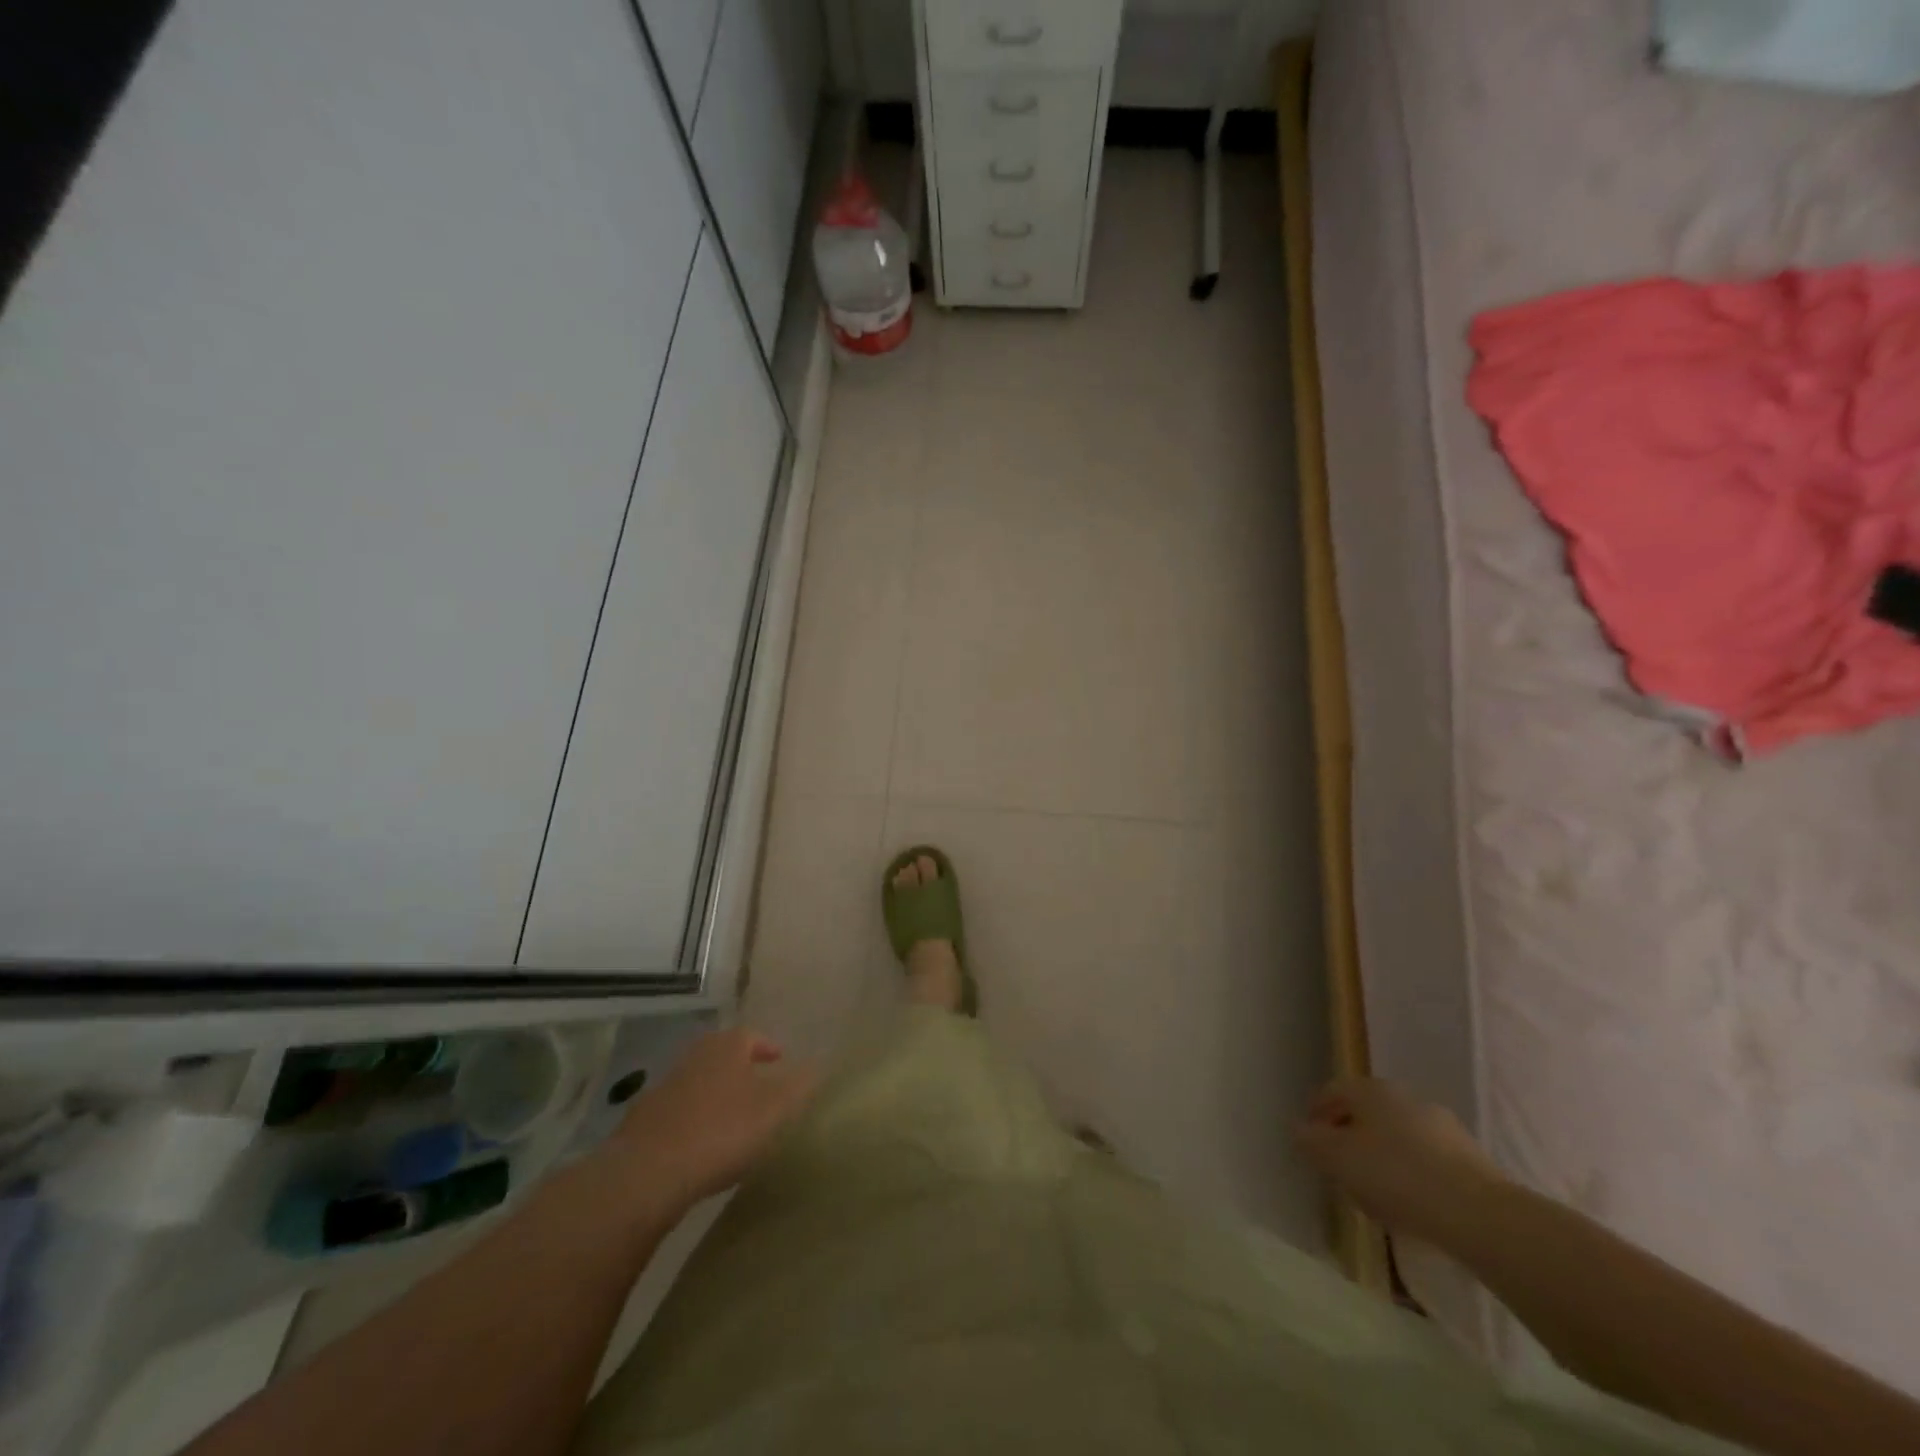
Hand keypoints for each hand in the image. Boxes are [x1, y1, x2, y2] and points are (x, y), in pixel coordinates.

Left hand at [606, 1027, 818, 1212]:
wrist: (646, 1173)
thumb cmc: (721, 1131)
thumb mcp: (775, 1109)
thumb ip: (800, 1086)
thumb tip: (820, 1064)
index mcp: (727, 1047)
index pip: (752, 1036)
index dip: (768, 1048)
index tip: (780, 1062)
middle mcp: (694, 1057)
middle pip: (722, 1055)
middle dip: (740, 1069)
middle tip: (758, 1088)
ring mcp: (663, 1088)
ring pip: (698, 1083)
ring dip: (715, 1096)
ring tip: (731, 1120)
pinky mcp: (642, 1122)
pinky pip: (677, 1114)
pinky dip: (691, 1122)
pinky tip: (699, 1147)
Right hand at [1293, 1078, 1507, 1246]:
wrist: (1480, 1215)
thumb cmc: (1396, 1176)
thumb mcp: (1337, 1159)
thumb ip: (1310, 1142)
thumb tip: (1299, 1130)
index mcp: (1371, 1089)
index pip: (1332, 1091)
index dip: (1315, 1114)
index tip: (1309, 1144)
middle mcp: (1406, 1097)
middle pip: (1366, 1112)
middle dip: (1350, 1136)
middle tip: (1339, 1168)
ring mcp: (1442, 1126)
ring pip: (1398, 1136)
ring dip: (1382, 1156)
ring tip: (1375, 1193)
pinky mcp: (1471, 1159)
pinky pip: (1427, 1160)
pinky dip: (1412, 1174)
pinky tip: (1411, 1204)